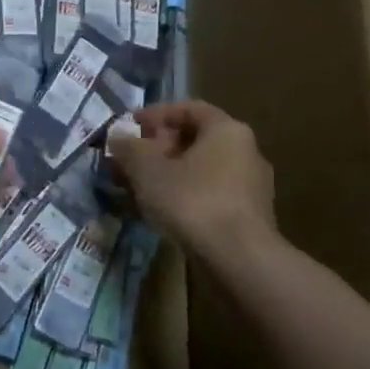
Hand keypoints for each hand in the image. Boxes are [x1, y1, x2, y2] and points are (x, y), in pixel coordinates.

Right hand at [109, 100, 276, 258]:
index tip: (130, 127)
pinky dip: (185, 195)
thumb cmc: (193, 200)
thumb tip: (118, 136)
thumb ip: (129, 148)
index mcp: (227, 130)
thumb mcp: (147, 170)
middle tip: (130, 161)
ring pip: (201, 169)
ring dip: (169, 174)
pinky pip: (210, 194)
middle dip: (158, 148)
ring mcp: (251, 186)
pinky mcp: (250, 216)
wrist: (239, 260)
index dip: (156, 115)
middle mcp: (246, 151)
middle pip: (195, 140)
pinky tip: (162, 211)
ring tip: (139, 188)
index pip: (189, 109)